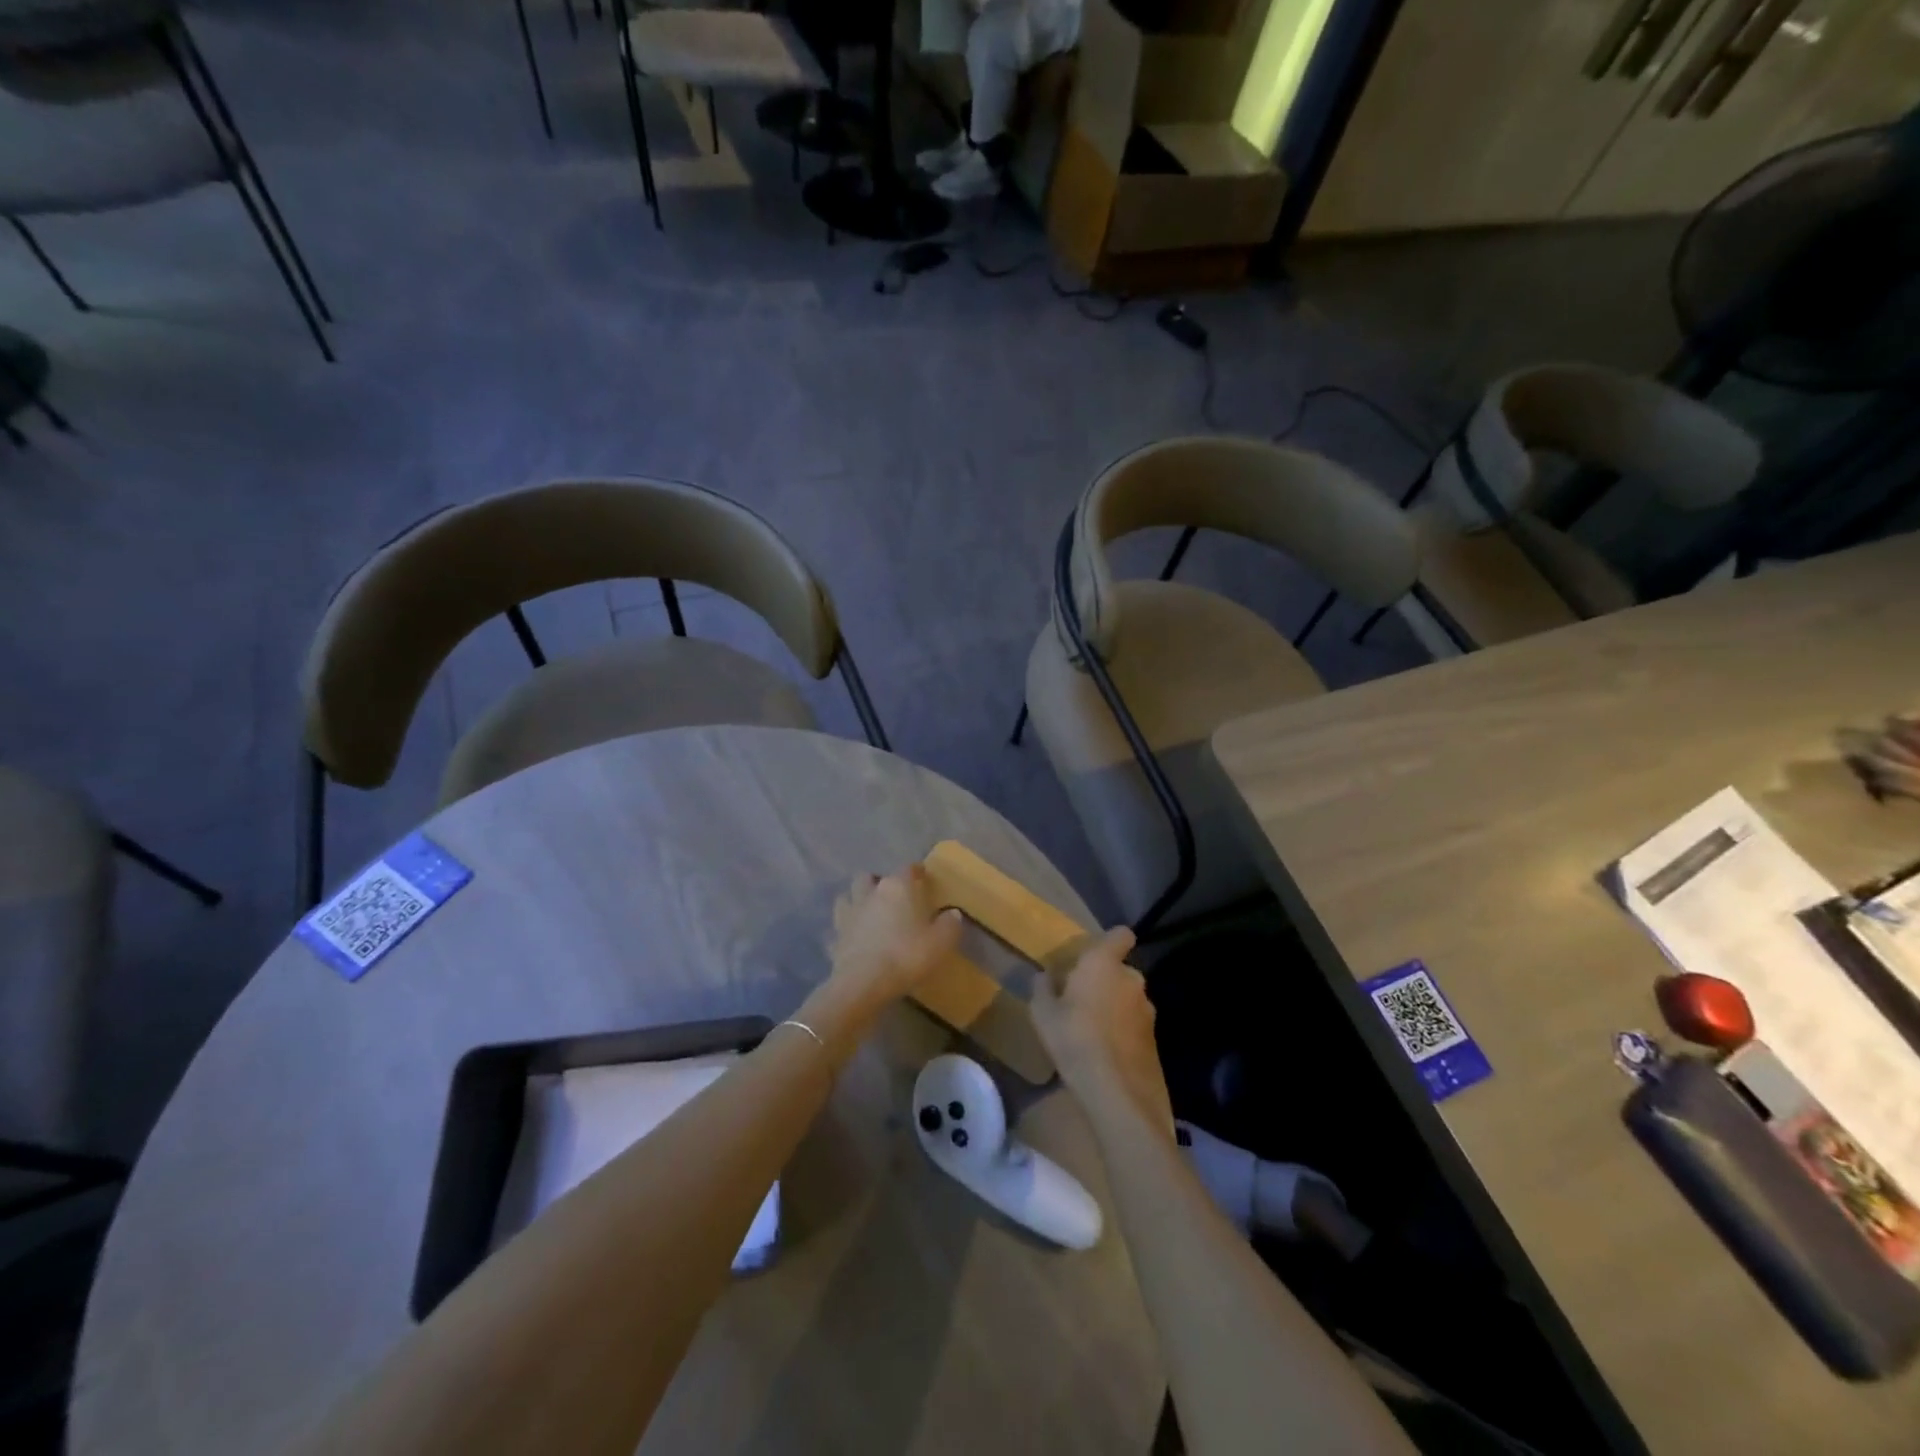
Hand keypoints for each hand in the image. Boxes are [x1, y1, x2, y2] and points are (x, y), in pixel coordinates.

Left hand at [822, 865, 962, 1018]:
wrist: (864, 983)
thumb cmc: (906, 955)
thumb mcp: (940, 942)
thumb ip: (950, 924)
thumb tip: (952, 913)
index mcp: (897, 888)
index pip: (907, 869)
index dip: (916, 871)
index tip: (922, 876)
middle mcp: (870, 893)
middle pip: (869, 877)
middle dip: (878, 882)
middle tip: (890, 896)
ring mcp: (848, 914)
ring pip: (847, 896)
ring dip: (856, 900)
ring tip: (867, 912)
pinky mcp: (835, 937)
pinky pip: (838, 928)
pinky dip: (845, 931)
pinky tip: (852, 940)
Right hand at [1030, 927, 1173, 1133]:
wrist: (1118, 1093)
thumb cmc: (1074, 1040)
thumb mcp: (1043, 1014)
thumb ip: (1043, 988)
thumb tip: (1044, 975)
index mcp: (1104, 964)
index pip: (1121, 935)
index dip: (1110, 942)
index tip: (1092, 956)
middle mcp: (1132, 980)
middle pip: (1121, 970)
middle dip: (1106, 980)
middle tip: (1082, 999)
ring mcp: (1148, 1010)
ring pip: (1129, 998)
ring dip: (1116, 1007)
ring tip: (1093, 1030)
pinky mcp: (1156, 1039)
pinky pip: (1136, 1024)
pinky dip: (1124, 1031)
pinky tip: (1107, 1053)